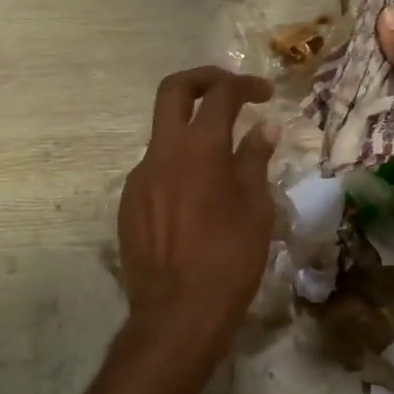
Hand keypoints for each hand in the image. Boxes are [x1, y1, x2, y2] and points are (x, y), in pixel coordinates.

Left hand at [119, 67, 276, 352]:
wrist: (177, 314)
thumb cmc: (229, 260)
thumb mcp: (255, 209)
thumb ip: (255, 161)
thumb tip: (263, 128)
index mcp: (199, 149)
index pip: (220, 95)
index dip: (245, 85)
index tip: (265, 94)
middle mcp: (162, 153)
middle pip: (173, 91)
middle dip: (203, 79)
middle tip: (230, 90)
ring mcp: (139, 179)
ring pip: (163, 135)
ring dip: (191, 133)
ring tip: (222, 162)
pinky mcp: (129, 205)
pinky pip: (155, 171)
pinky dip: (178, 167)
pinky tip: (197, 200)